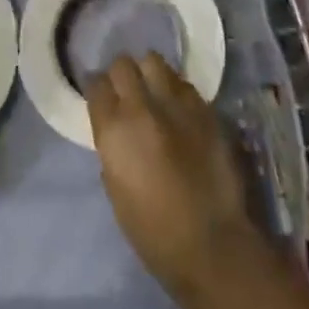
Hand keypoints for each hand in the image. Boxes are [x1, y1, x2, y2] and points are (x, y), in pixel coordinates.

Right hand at [87, 52, 259, 308]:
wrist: (211, 244)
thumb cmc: (151, 229)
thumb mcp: (114, 186)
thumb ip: (112, 147)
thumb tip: (116, 130)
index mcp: (114, 129)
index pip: (96, 84)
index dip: (97, 88)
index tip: (100, 97)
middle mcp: (142, 107)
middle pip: (124, 65)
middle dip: (121, 74)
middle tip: (125, 90)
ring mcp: (178, 106)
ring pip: (156, 63)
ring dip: (150, 74)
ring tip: (153, 90)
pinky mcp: (207, 112)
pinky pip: (185, 86)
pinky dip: (177, 90)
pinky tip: (179, 108)